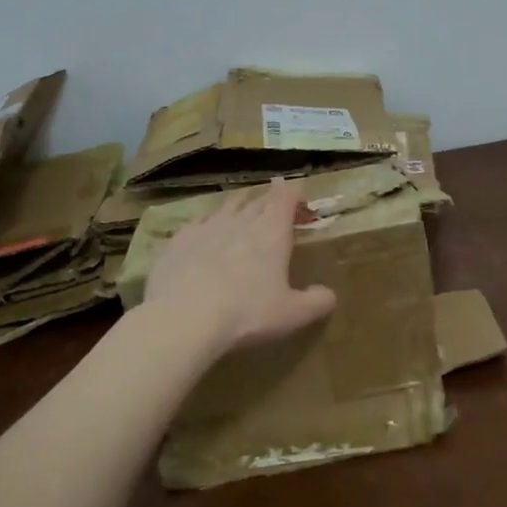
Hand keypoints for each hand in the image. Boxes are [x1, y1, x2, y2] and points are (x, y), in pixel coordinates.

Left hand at [144, 178, 336, 355]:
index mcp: (271, 233)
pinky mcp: (177, 243)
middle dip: (269, 198)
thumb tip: (329, 295)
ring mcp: (205, 229)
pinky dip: (206, 222)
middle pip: (257, 200)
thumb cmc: (246, 314)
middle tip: (276, 200)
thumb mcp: (292, 314)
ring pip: (226, 207)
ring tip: (243, 206)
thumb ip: (316, 302)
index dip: (293, 190)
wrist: (182, 319)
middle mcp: (240, 222)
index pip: (285, 198)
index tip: (299, 187)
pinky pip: (195, 223)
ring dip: (238, 204)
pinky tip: (203, 229)